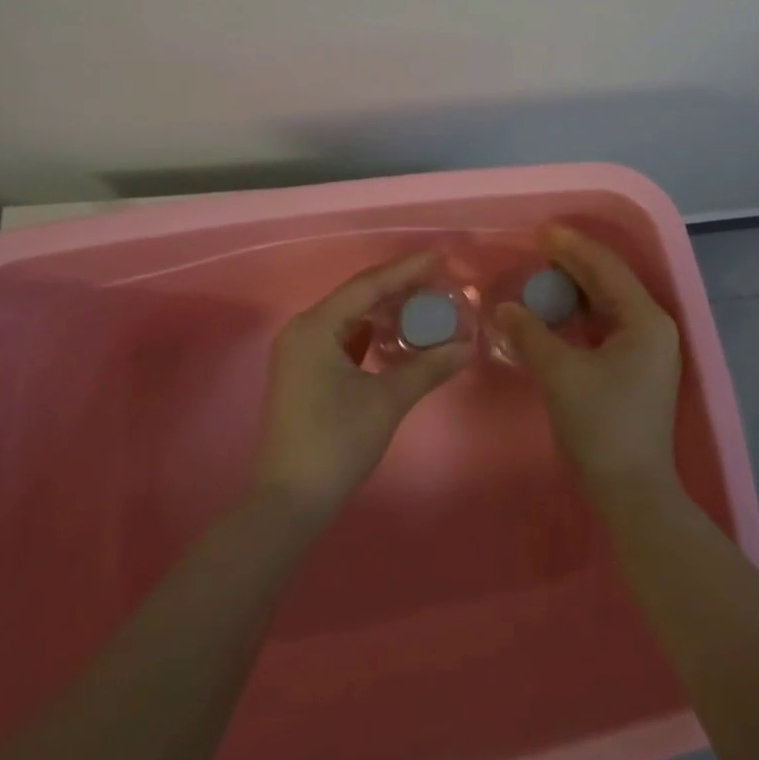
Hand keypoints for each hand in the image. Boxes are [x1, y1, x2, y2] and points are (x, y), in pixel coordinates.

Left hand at [256, 252, 469, 519]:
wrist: (290, 501)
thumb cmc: (336, 443)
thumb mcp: (387, 401)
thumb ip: (428, 367)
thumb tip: (468, 344)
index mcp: (315, 327)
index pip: (367, 286)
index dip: (406, 270)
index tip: (440, 258)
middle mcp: (303, 330)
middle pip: (357, 296)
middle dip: (398, 288)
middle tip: (438, 280)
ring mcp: (300, 351)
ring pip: (350, 317)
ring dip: (385, 310)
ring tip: (424, 301)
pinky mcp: (305, 371)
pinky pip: (343, 337)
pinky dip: (371, 332)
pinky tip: (396, 332)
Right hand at [493, 225, 684, 508]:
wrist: (633, 493)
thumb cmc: (601, 426)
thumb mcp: (561, 375)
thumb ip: (531, 334)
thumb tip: (505, 308)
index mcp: (645, 320)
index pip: (605, 268)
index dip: (571, 246)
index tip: (539, 231)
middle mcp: (652, 327)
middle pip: (609, 281)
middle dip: (573, 262)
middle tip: (537, 245)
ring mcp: (647, 349)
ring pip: (607, 303)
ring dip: (576, 287)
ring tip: (542, 272)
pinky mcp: (635, 369)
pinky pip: (605, 325)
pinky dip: (580, 314)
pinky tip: (555, 311)